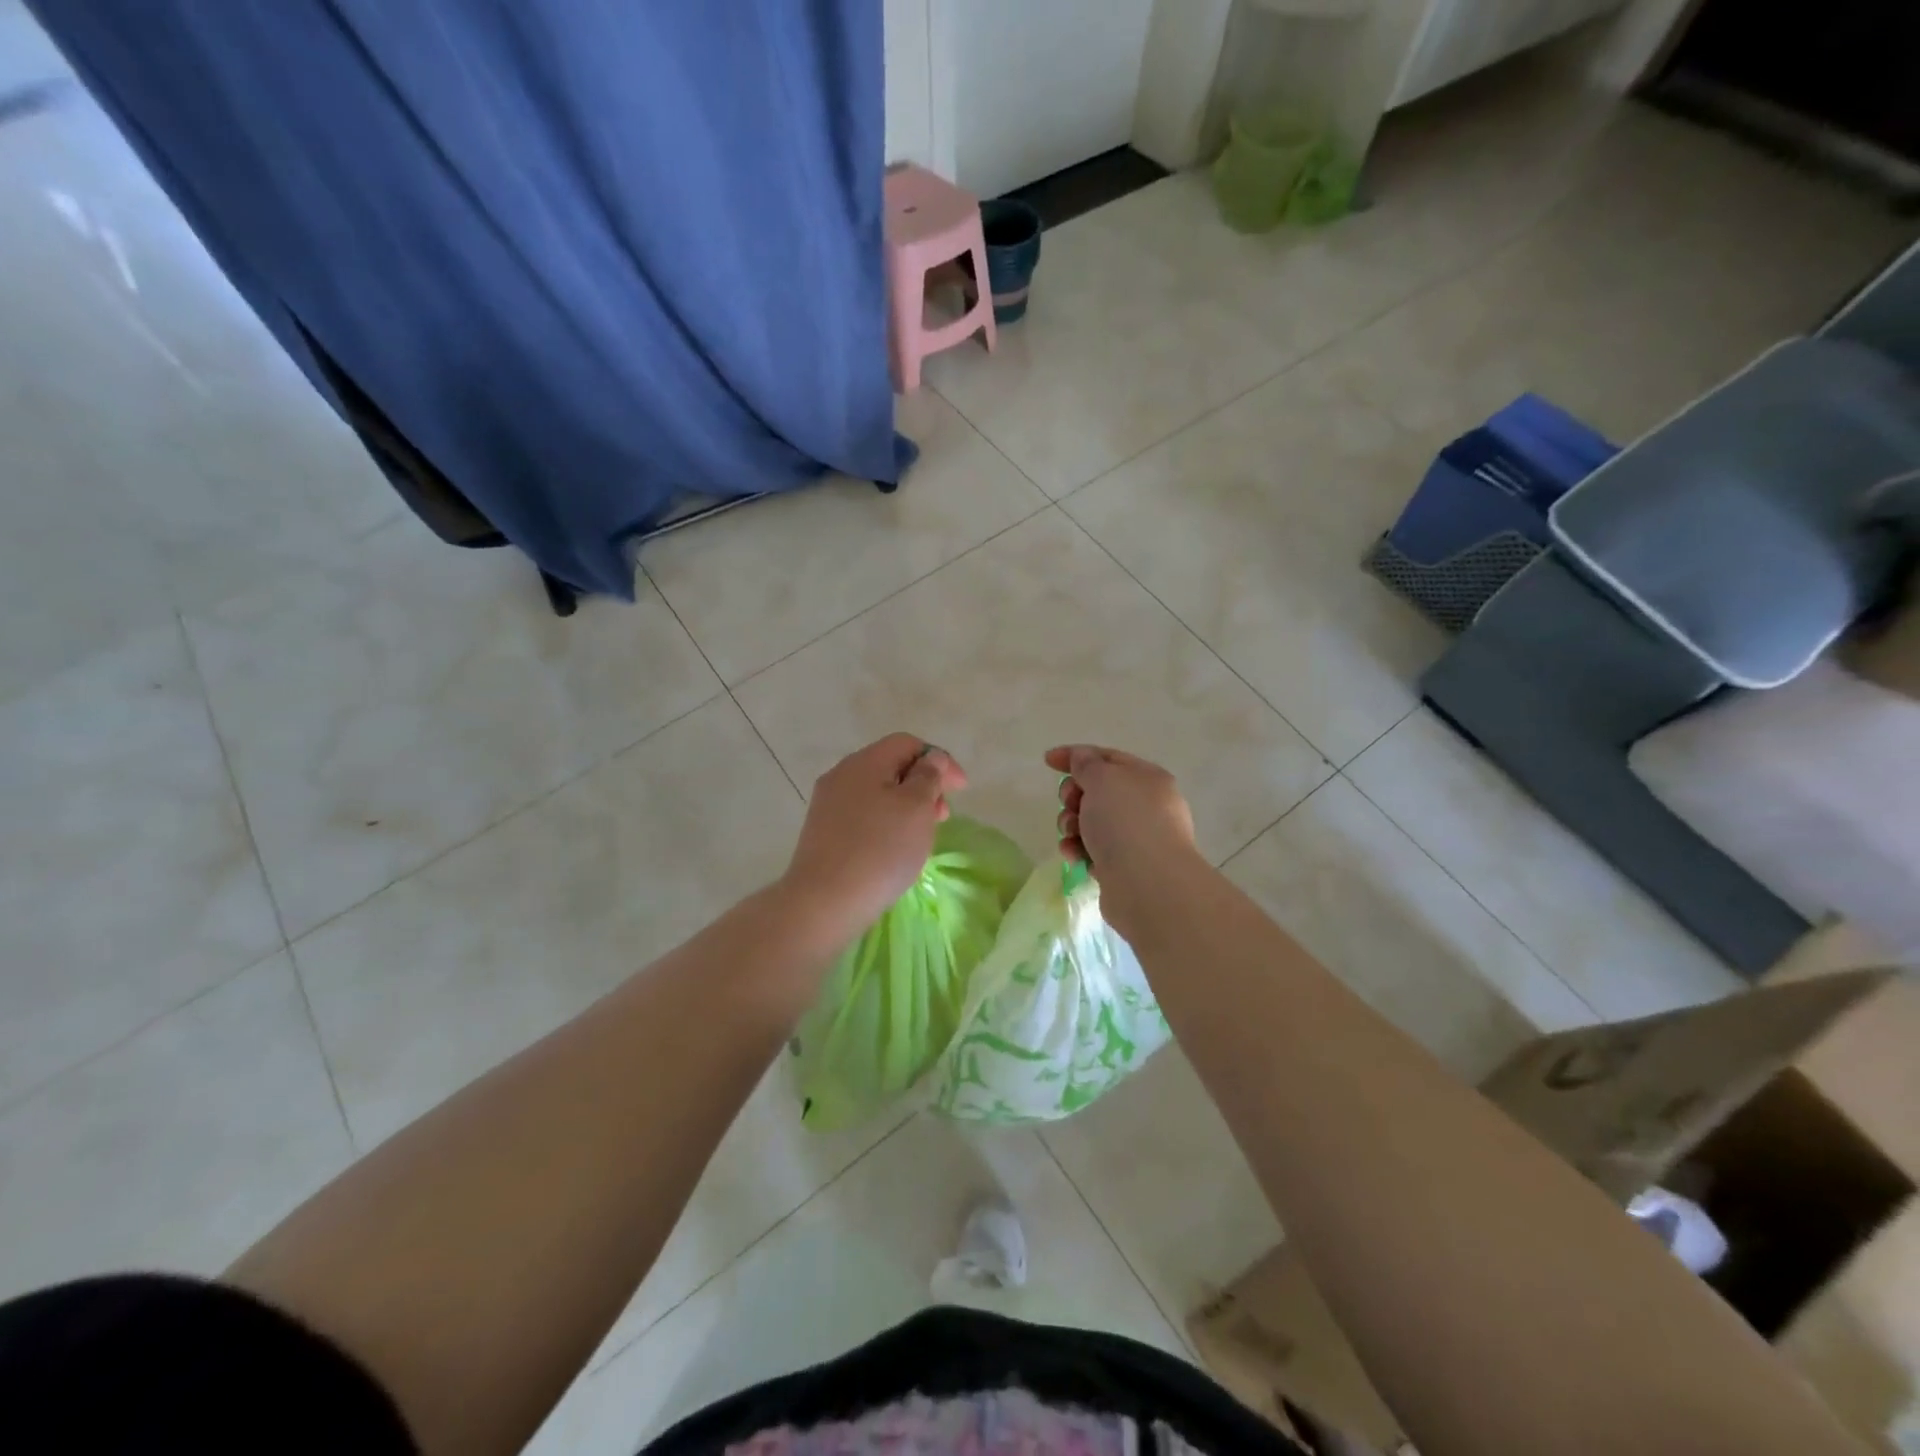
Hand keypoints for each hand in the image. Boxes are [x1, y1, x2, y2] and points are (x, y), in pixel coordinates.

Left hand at [782, 733, 967, 944]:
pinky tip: (895, 849)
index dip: (939, 760)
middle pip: (891, 766)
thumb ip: (928, 777)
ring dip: (906, 806)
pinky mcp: (824, 833)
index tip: (960, 790)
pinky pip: (863, 816)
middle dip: (923, 785)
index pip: (907, 743)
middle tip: (943, 816)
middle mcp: (841, 776)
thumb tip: (930, 759)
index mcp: (864, 762)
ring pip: (877, 793)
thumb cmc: (880, 849)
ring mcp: (828, 805)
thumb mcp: (916, 808)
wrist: (825, 901)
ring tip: (922, 835)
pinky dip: (886, 823)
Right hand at [1045, 744, 1198, 939]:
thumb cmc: (1126, 821)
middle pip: (1097, 791)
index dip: (1076, 756)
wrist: (1147, 884)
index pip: (1107, 757)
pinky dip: (1080, 850)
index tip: (1047, 762)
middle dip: (1074, 796)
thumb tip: (1082, 757)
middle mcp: (1146, 806)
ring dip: (1073, 824)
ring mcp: (1137, 839)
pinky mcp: (1124, 868)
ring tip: (1072, 834)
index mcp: (1147, 778)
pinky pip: (1093, 850)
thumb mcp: (1102, 779)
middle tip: (1070, 803)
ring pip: (1092, 822)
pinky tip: (1074, 855)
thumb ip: (1086, 763)